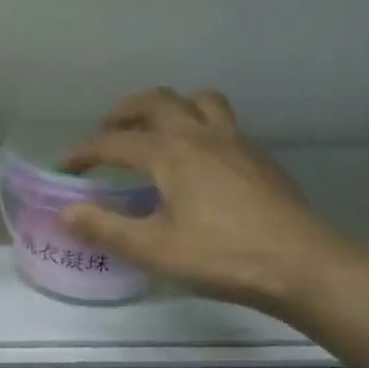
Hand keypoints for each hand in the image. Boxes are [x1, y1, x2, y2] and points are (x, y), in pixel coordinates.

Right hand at [61, 88, 350, 315]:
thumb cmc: (221, 256)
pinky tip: (197, 161)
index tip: (65, 166)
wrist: (303, 265)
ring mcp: (236, 143)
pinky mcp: (259, 159)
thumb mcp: (152, 249)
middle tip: (107, 130)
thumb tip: (66, 212)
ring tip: (155, 131)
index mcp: (171, 153)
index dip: (84, 152)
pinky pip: (223, 123)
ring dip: (171, 107)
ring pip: (199, 102)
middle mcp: (201, 136)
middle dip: (126, 111)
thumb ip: (105, 228)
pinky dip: (199, 126)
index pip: (115, 142)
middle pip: (158, 102)